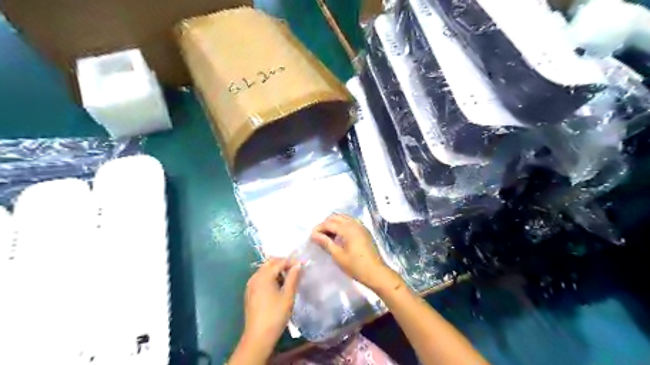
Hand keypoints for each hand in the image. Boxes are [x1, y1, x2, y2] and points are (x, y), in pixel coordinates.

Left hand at [243, 259, 299, 351]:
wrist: (258, 337)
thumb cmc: (275, 315)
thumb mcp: (288, 295)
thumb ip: (293, 277)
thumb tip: (298, 264)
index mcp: (264, 276)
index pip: (279, 262)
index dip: (292, 262)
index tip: (303, 265)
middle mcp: (255, 277)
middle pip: (270, 263)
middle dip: (283, 263)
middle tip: (296, 269)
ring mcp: (251, 285)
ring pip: (265, 270)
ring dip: (277, 270)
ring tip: (289, 277)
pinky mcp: (250, 292)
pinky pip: (261, 278)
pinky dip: (270, 277)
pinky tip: (278, 286)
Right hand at [311, 214, 402, 290]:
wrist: (376, 273)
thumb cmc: (356, 266)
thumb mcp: (338, 256)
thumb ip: (325, 243)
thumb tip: (313, 235)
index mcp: (348, 229)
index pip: (329, 223)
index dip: (319, 228)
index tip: (311, 237)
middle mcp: (355, 223)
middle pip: (336, 217)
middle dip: (326, 224)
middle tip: (319, 236)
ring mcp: (361, 226)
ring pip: (343, 218)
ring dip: (334, 223)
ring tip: (327, 236)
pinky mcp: (364, 231)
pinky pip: (350, 222)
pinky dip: (342, 225)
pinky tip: (338, 236)